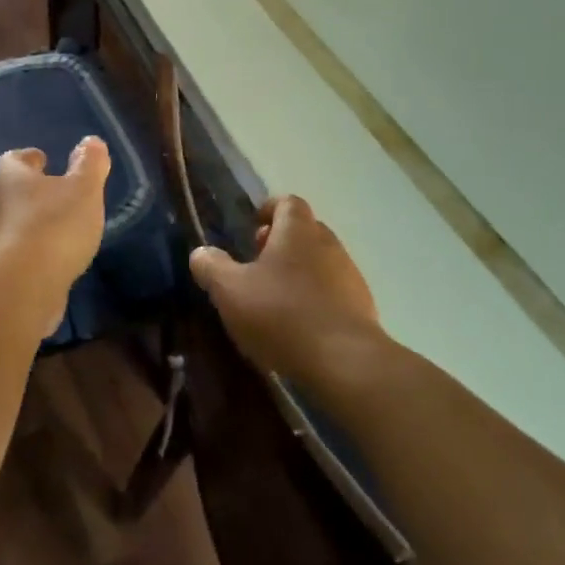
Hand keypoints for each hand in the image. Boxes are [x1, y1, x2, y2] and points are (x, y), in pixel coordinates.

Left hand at [0, 138, 110, 337]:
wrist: (20, 286)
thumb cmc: (54, 226)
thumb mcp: (84, 190)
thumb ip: (89, 164)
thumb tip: (91, 141)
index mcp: (10, 178)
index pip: (15, 159)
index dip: (30, 158)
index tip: (43, 159)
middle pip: (9, 191)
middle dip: (29, 193)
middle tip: (52, 196)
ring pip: (8, 223)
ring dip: (27, 224)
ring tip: (54, 231)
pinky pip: (11, 254)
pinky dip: (27, 253)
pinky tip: (46, 262)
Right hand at [188, 195, 382, 383]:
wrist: (344, 362)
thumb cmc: (281, 314)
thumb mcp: (230, 290)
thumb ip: (212, 267)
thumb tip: (201, 253)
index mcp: (298, 231)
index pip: (288, 202)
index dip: (269, 209)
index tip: (253, 225)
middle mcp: (329, 245)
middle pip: (305, 231)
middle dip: (281, 243)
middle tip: (257, 264)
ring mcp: (350, 277)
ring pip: (321, 262)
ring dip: (299, 272)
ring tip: (275, 298)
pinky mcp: (363, 308)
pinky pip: (335, 292)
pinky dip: (316, 298)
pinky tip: (299, 325)